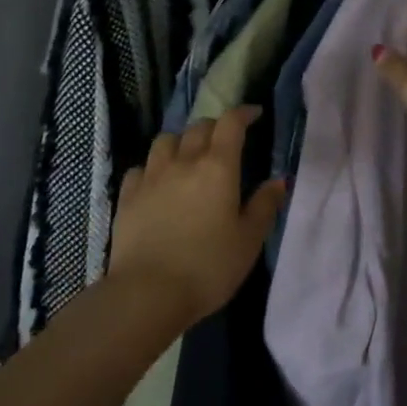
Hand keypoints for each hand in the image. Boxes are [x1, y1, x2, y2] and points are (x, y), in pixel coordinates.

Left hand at [110, 107, 287, 327]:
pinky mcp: (128, 194)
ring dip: (181, 141)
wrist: (149, 292)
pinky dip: (153, 167)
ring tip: (188, 156)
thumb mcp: (248, 241)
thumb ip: (264, 206)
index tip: (254, 115)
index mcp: (217, 167)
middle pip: (198, 127)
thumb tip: (278, 180)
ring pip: (166, 140)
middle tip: (225, 140)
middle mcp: (183, 161)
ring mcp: (151, 176)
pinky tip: (157, 182)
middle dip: (215, 127)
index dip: (243, 114)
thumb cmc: (208, 267)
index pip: (230, 124)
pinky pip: (141, 167)